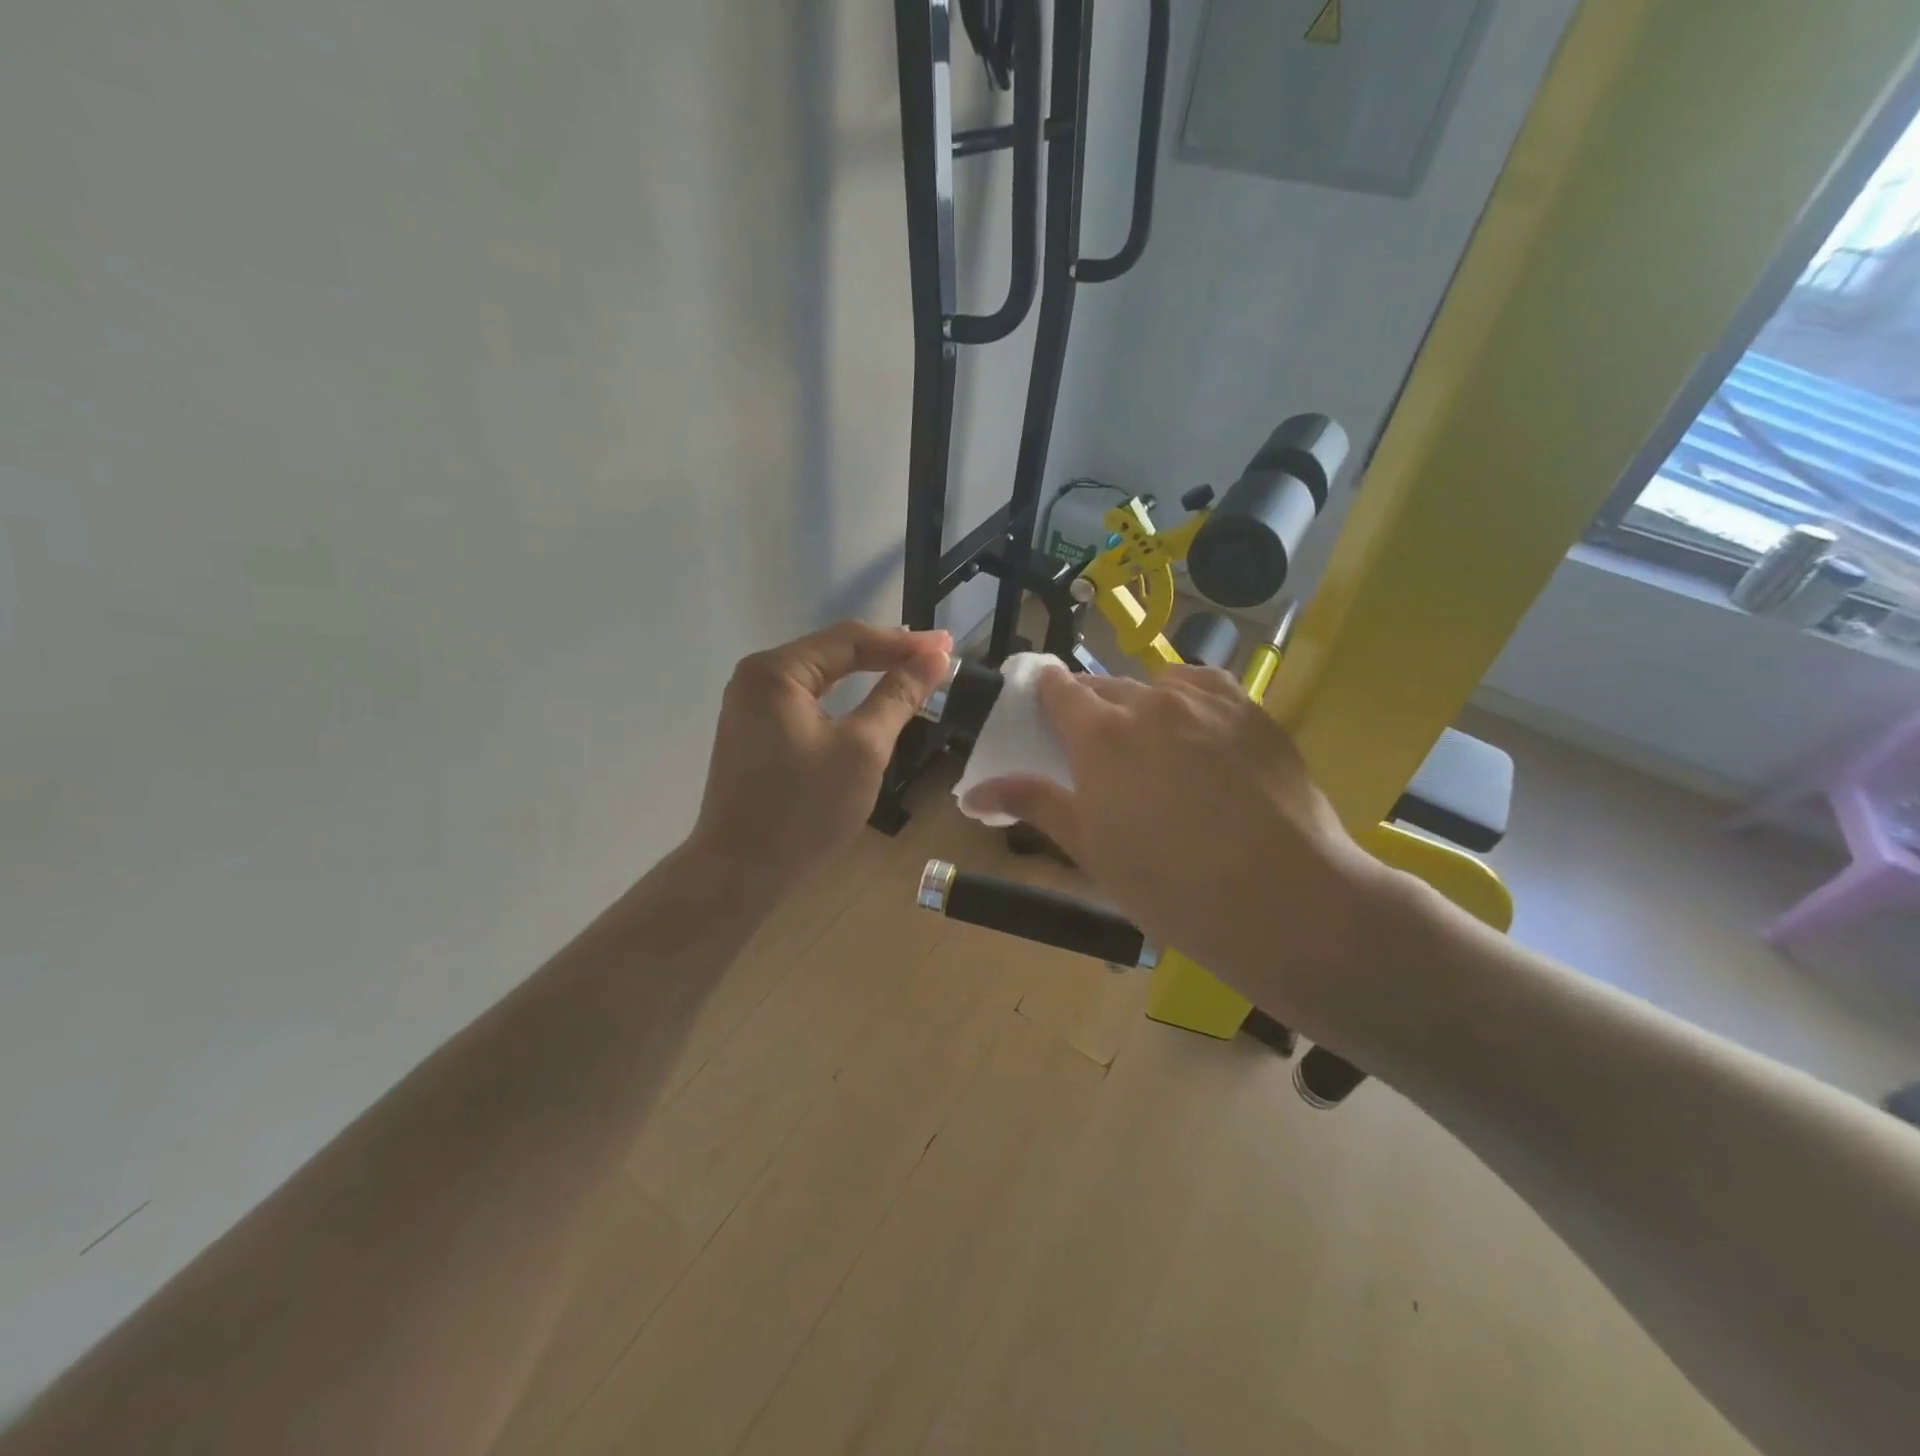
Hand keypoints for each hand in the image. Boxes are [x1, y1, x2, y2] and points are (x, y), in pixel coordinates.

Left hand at [688, 620, 950, 895]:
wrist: (740, 872)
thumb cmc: (804, 810)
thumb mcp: (863, 749)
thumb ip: (898, 696)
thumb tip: (935, 658)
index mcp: (776, 671)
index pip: (850, 640)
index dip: (903, 642)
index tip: (947, 646)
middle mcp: (756, 677)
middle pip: (832, 652)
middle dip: (886, 653)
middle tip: (935, 657)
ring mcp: (749, 704)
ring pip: (819, 676)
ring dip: (865, 673)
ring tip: (910, 671)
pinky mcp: (753, 731)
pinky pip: (806, 699)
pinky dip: (842, 697)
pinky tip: (867, 700)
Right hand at [968, 665, 1392, 1018]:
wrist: (1285, 900)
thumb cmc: (1170, 885)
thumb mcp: (1091, 850)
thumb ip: (1034, 805)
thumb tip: (973, 792)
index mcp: (1100, 734)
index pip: (1058, 689)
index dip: (1045, 692)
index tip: (1042, 705)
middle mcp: (1149, 701)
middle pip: (1105, 687)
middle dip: (1092, 709)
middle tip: (1098, 750)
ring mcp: (1206, 701)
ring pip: (1157, 686)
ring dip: (1143, 705)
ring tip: (1154, 747)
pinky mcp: (1252, 710)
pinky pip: (1206, 688)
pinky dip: (1189, 701)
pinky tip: (1198, 734)